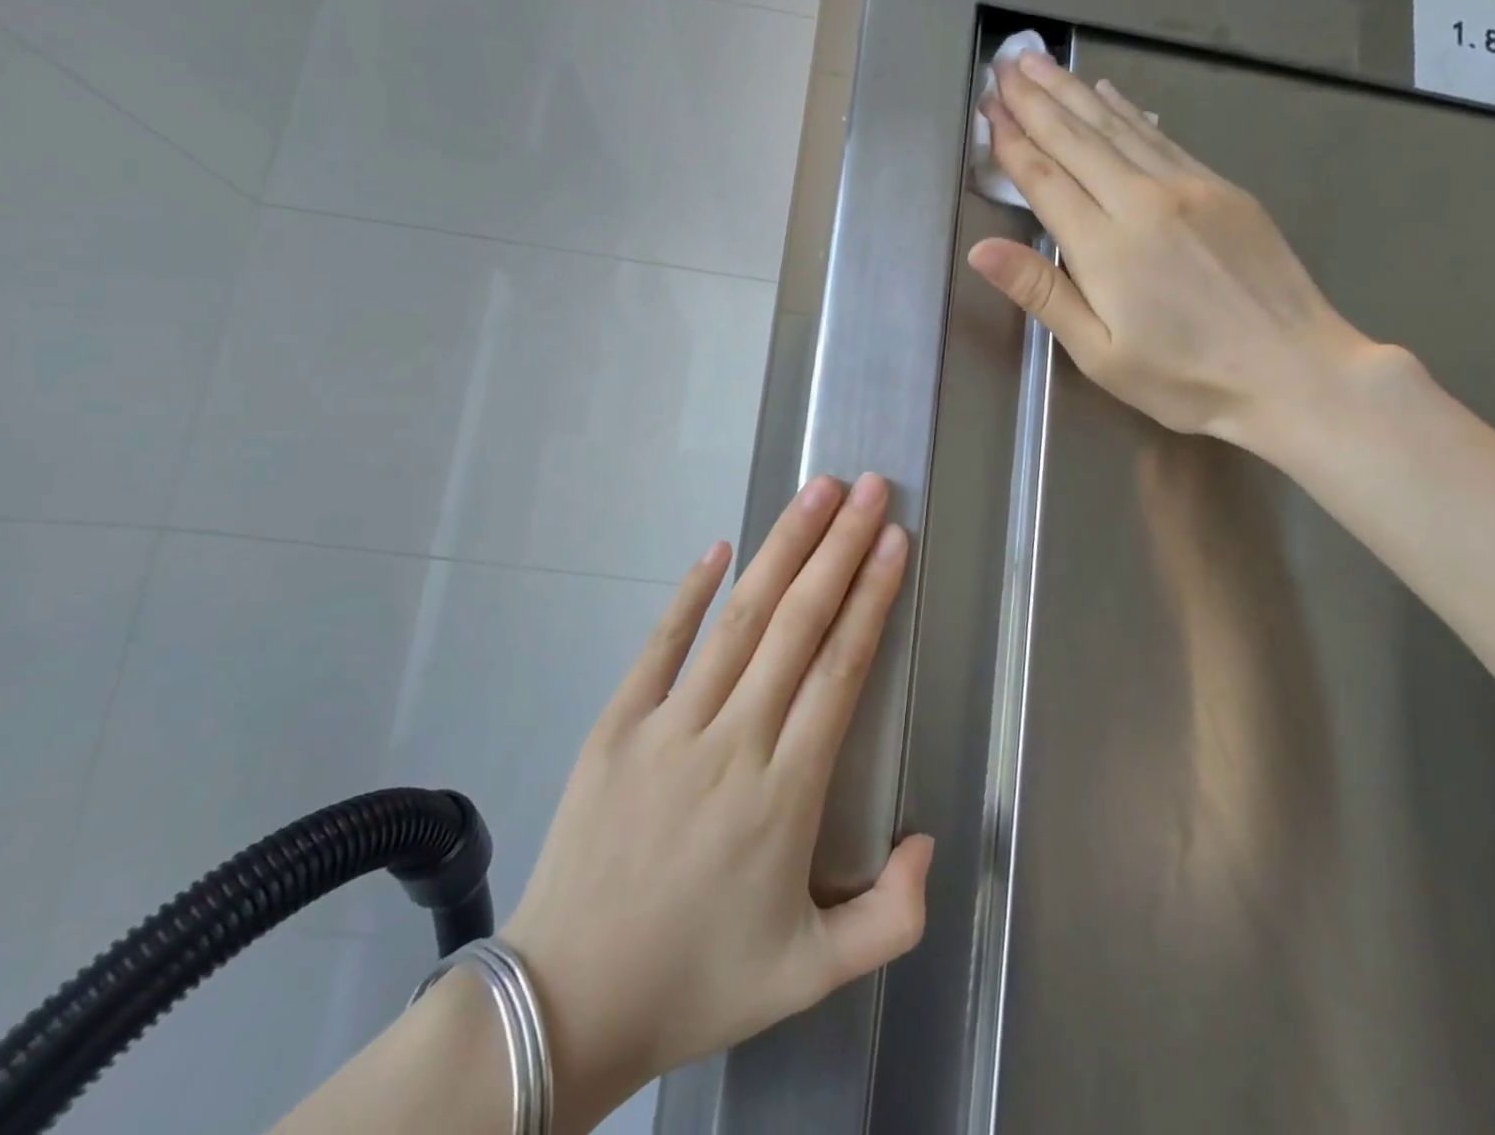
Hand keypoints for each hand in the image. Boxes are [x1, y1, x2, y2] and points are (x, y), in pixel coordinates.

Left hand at [501, 474, 931, 1127]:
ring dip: (782, 549)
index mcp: (784, 794)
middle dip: (839, 547)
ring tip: (816, 493)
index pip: (840, 669)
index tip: (894, 540)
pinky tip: (719, 546)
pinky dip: (690, 592)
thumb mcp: (811, 977)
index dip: (871, 597)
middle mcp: (732, 742)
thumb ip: (890, 917)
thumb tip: (928, 840)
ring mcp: (668, 728)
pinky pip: (660, 645)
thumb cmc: (697, 981)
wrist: (567, 1005)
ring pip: (739, 619)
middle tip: (871, 489)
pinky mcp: (616, 726)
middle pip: (798, 624)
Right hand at [969, 52, 1384, 456]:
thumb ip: (1042, 293)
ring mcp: (1189, 188)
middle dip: (1038, 101)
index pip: (1046, 180)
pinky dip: (1128, 112)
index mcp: (1106, 247)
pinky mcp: (1223, 188)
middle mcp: (1143, 201)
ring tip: (1043, 65)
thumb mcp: (1099, 353)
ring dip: (1076, 93)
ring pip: (1119, 128)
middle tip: (1007, 65)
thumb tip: (981, 250)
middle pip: (1079, 140)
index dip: (1014, 143)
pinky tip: (1110, 94)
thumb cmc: (1185, 379)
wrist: (1295, 372)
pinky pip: (1161, 137)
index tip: (990, 109)